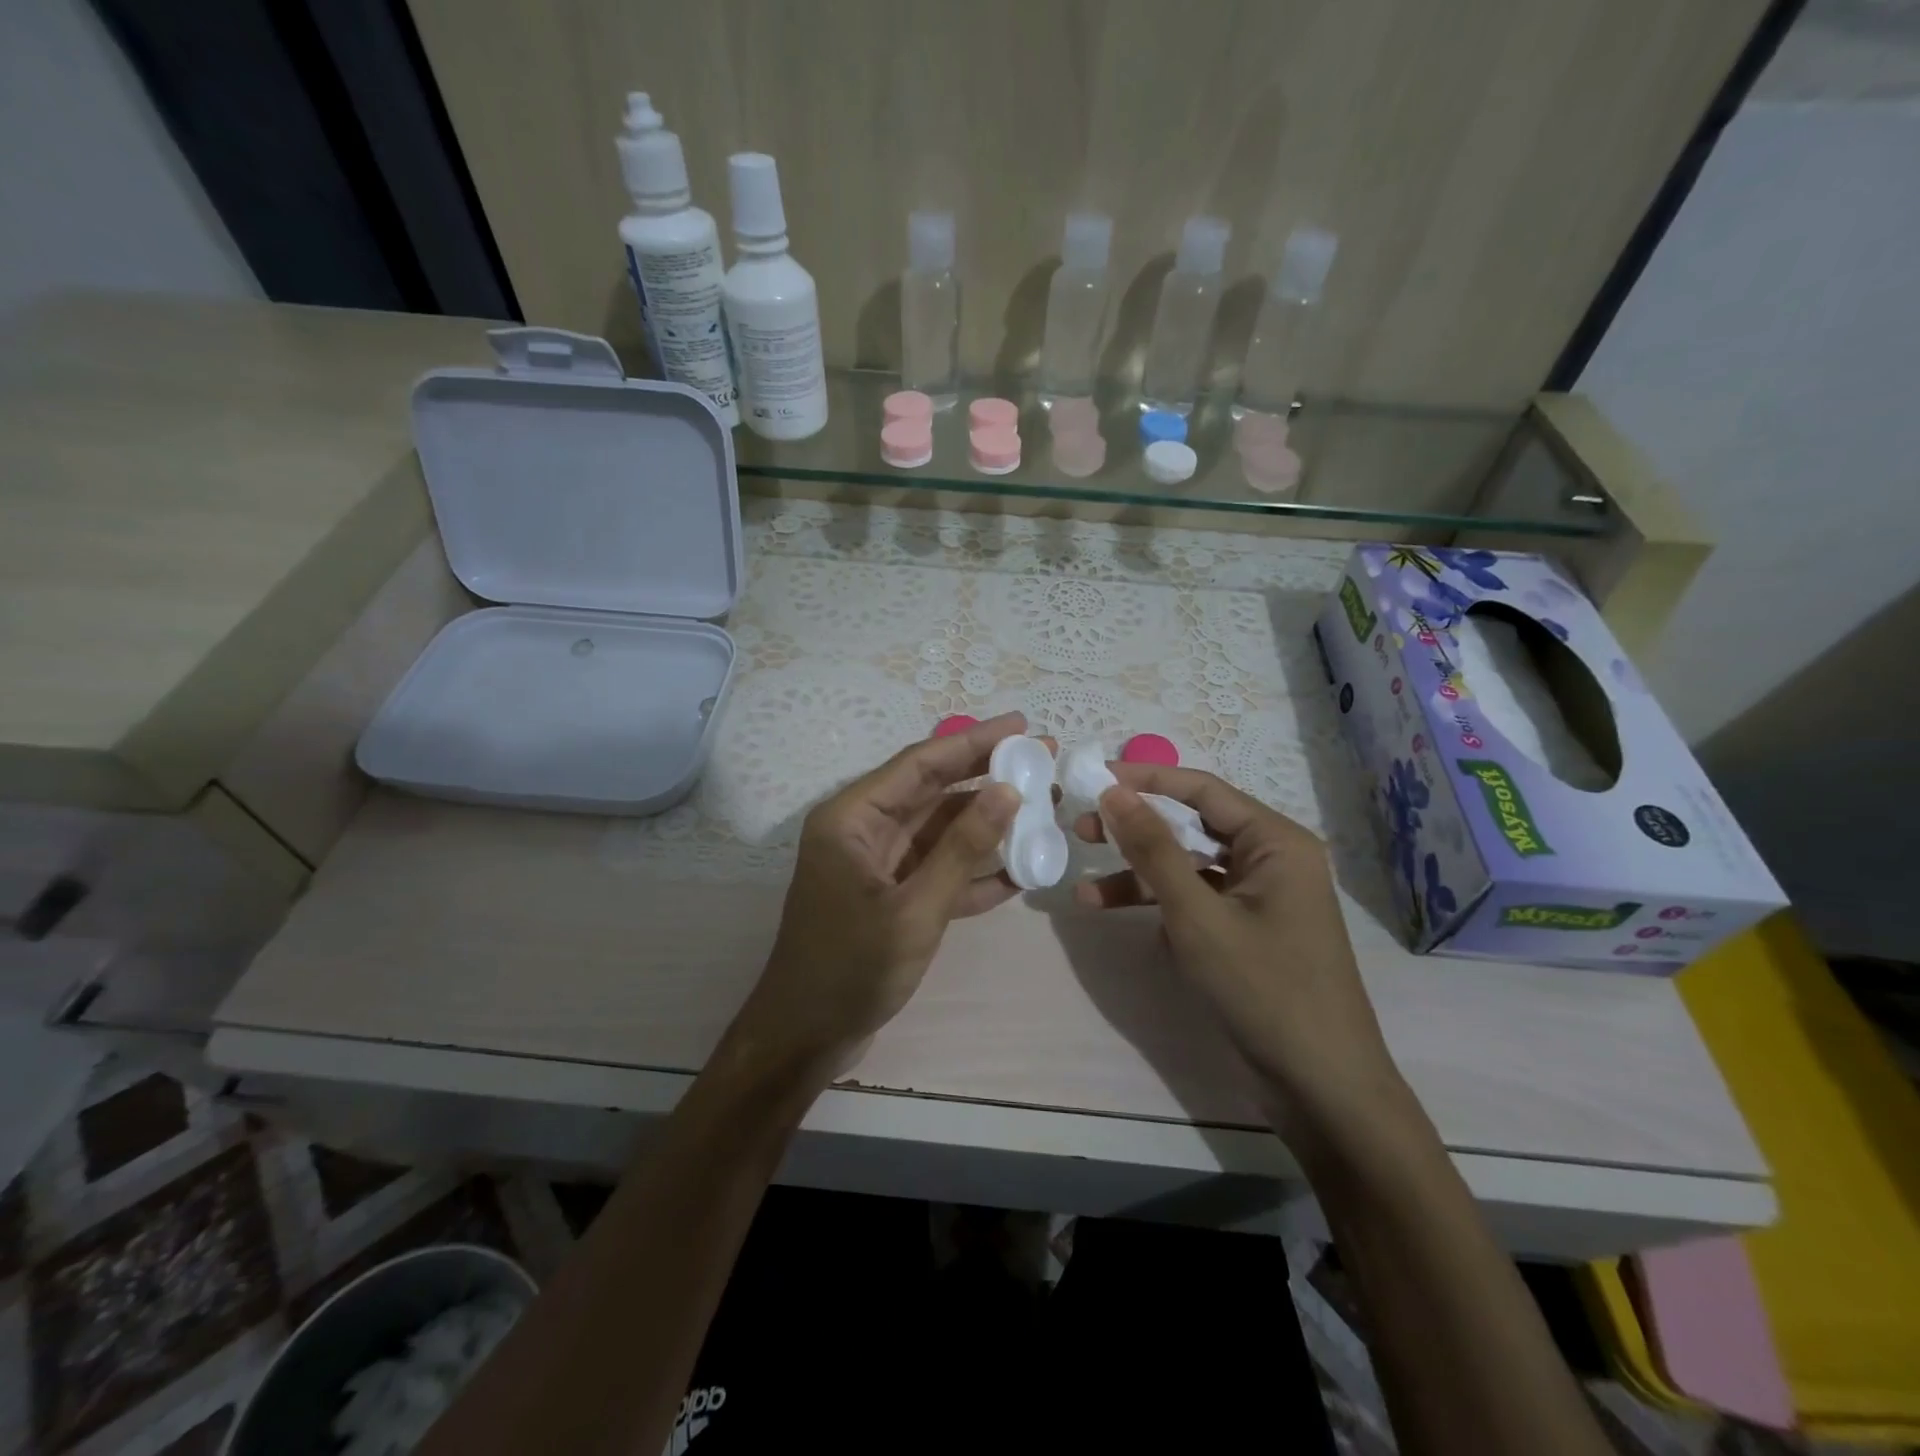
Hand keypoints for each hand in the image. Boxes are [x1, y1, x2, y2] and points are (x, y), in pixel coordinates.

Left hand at [730, 713, 1039, 1080]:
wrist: (807, 1038)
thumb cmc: (851, 968)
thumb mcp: (914, 908)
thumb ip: (962, 848)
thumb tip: (1008, 791)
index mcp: (852, 817)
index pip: (920, 763)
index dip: (973, 740)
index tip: (1021, 724)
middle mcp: (863, 829)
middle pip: (933, 789)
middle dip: (987, 775)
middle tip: (1042, 759)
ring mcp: (878, 863)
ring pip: (940, 829)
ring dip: (988, 822)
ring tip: (1043, 807)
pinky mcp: (892, 895)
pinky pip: (939, 869)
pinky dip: (974, 869)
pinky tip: (1020, 869)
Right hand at [1074, 763, 1408, 1139]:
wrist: (1320, 1086)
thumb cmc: (1263, 988)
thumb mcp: (1197, 915)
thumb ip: (1153, 849)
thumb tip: (1113, 791)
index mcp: (1275, 841)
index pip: (1201, 790)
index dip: (1145, 780)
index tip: (1093, 777)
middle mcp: (1270, 858)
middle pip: (1191, 826)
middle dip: (1135, 829)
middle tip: (1081, 828)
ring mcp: (1257, 896)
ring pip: (1187, 866)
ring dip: (1137, 874)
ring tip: (1084, 886)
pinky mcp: (1244, 929)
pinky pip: (1194, 900)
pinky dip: (1156, 904)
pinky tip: (1112, 914)